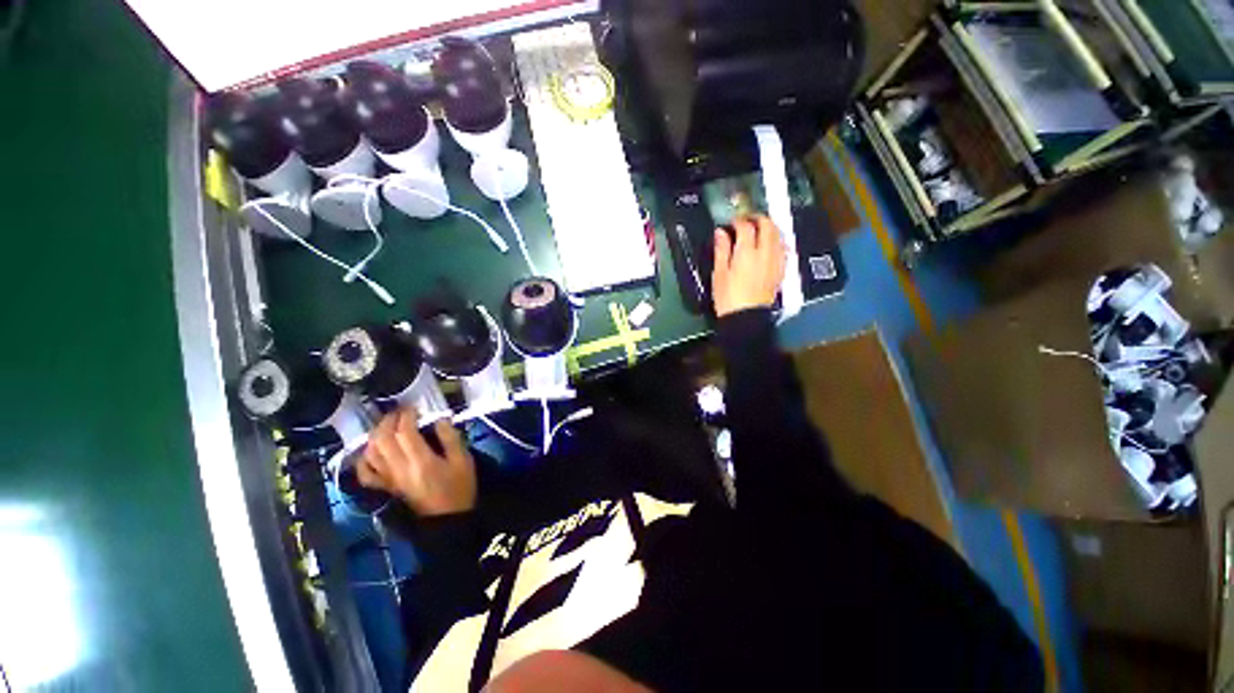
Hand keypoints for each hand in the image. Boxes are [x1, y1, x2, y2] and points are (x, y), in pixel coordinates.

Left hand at [358, 408, 476, 516]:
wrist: (448, 519)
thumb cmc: (459, 487)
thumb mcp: (463, 460)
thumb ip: (451, 438)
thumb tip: (439, 419)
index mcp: (421, 461)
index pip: (404, 432)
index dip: (406, 415)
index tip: (414, 407)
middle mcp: (400, 469)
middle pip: (383, 439)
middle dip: (388, 421)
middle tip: (399, 412)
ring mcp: (390, 479)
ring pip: (371, 453)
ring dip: (376, 435)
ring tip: (387, 425)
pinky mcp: (386, 487)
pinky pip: (366, 473)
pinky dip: (364, 459)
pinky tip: (372, 450)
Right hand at [711, 216, 786, 317]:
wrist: (745, 318)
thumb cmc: (728, 298)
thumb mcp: (719, 273)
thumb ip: (721, 250)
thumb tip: (720, 233)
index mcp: (747, 252)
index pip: (746, 227)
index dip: (738, 221)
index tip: (732, 223)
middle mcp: (765, 253)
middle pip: (768, 226)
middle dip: (758, 218)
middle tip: (748, 220)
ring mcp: (775, 261)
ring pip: (778, 235)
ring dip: (770, 228)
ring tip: (759, 229)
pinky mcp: (780, 270)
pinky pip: (783, 248)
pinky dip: (776, 241)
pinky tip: (770, 245)